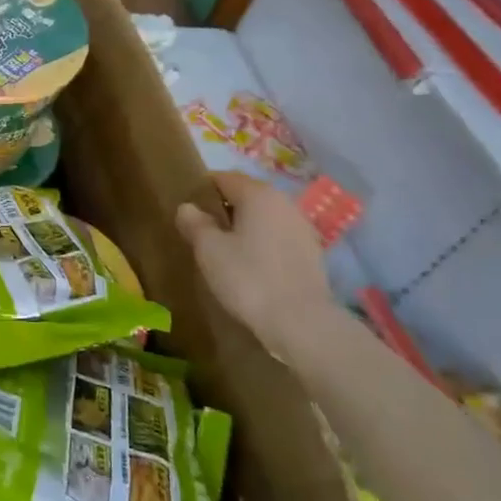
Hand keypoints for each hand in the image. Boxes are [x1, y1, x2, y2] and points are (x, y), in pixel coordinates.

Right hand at [177, 173, 335, 357]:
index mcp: (258, 194)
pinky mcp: (312, 253)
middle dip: (224, 210)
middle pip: (246, 196)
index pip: (223, 178)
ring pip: (264, 218)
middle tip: (202, 234)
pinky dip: (262, 245)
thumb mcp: (209, 250)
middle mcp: (284, 202)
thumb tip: (187, 207)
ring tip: (225, 252)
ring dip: (244, 228)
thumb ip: (195, 223)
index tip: (188, 212)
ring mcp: (302, 228)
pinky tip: (251, 268)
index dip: (202, 191)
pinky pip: (278, 238)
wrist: (302, 323)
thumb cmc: (248, 278)